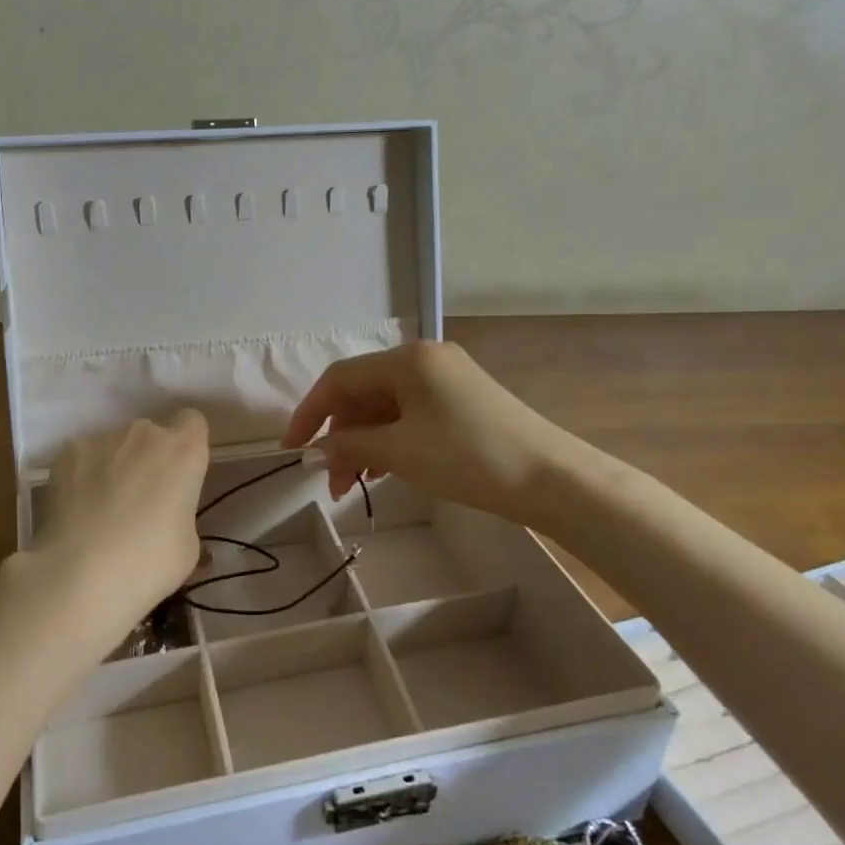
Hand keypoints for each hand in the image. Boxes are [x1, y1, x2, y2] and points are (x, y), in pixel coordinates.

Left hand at [37, 410, 210, 628]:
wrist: (81, 573)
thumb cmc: (150, 563)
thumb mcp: (187, 547)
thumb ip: (181, 514)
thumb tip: (167, 517)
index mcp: (183, 450)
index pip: (192, 422)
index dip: (187, 445)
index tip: (181, 474)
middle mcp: (145, 433)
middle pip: (152, 435)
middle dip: (149, 459)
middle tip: (141, 501)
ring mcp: (103, 439)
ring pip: (115, 446)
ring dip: (115, 466)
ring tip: (102, 510)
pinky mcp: (68, 452)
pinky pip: (84, 458)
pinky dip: (83, 475)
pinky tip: (77, 509)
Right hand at [282, 341, 568, 515]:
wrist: (552, 479)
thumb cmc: (468, 457)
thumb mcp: (400, 452)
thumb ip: (350, 446)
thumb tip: (319, 451)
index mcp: (406, 359)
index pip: (339, 379)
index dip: (309, 413)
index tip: (291, 449)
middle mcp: (424, 359)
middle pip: (363, 392)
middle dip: (341, 436)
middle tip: (331, 482)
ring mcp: (446, 378)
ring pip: (386, 407)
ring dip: (365, 443)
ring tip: (355, 486)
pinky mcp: (463, 400)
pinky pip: (411, 414)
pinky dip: (391, 440)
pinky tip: (385, 470)